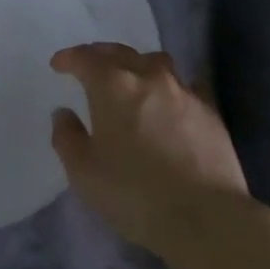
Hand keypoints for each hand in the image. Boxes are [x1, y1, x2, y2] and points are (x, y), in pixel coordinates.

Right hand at [50, 43, 252, 260]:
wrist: (204, 215)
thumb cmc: (133, 193)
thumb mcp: (84, 172)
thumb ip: (67, 137)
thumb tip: (64, 113)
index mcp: (113, 87)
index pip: (87, 59)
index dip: (70, 58)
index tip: (59, 65)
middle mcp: (150, 78)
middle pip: (122, 53)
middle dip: (100, 55)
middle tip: (89, 65)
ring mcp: (185, 92)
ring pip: (156, 63)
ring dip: (137, 65)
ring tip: (130, 79)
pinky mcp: (210, 111)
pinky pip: (184, 85)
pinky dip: (168, 87)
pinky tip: (167, 102)